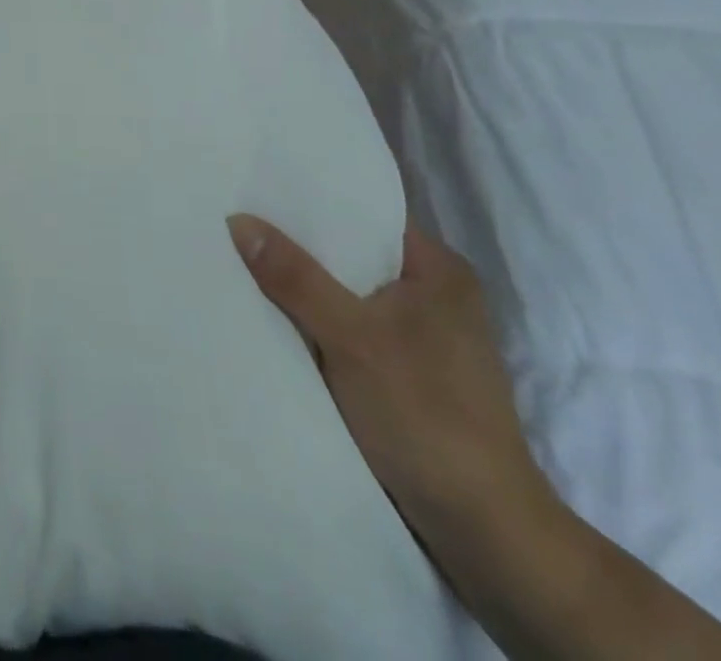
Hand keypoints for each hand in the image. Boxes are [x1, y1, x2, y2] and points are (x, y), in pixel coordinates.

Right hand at [225, 216, 552, 556]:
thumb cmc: (426, 415)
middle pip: (350, 254)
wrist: (484, 531)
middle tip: (236, 222)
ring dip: (302, 287)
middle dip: (297, 245)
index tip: (255, 188)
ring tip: (242, 259)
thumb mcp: (351, 337)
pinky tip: (271, 315)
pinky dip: (314, 322)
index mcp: (437, 269)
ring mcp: (420, 336)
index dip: (309, 201)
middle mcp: (433, 293)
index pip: (362, 214)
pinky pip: (347, 327)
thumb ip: (295, 277)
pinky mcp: (406, 373)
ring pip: (346, 293)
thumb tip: (238, 219)